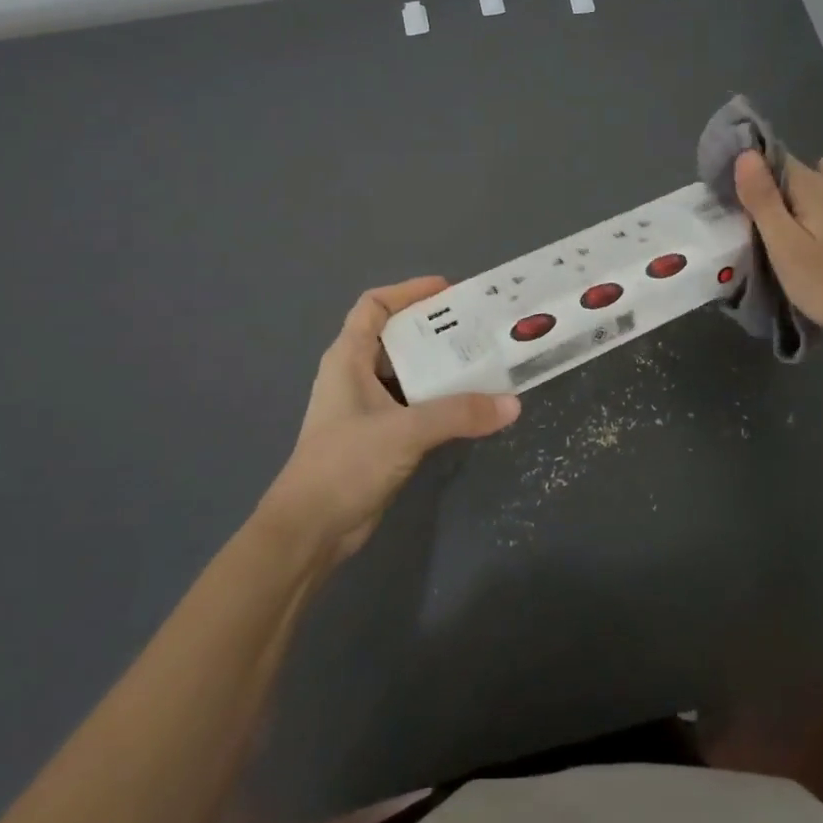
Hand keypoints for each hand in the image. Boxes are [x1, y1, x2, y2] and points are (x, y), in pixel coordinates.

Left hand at [266, 277, 519, 557]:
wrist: (309, 531)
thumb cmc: (345, 464)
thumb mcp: (404, 431)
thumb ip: (459, 413)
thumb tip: (513, 404)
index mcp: (348, 358)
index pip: (374, 306)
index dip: (408, 291)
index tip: (448, 290)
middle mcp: (356, 375)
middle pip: (397, 337)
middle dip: (436, 328)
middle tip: (479, 326)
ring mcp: (367, 408)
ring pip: (409, 373)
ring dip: (442, 366)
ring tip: (485, 360)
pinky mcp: (379, 436)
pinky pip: (415, 404)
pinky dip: (441, 399)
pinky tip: (472, 404)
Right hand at [732, 150, 822, 351]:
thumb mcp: (784, 242)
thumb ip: (762, 198)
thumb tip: (744, 153)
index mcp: (811, 185)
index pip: (770, 156)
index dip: (743, 165)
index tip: (719, 187)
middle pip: (784, 171)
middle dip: (757, 182)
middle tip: (728, 209)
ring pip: (799, 186)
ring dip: (775, 195)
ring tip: (750, 214)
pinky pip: (816, 198)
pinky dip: (798, 201)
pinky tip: (795, 202)